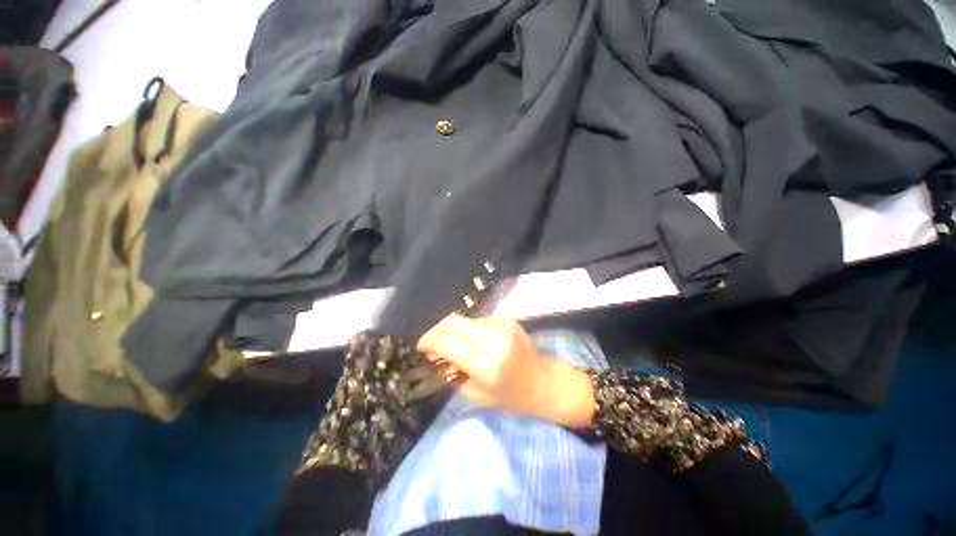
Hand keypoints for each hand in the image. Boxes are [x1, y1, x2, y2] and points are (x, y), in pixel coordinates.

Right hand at [418, 314, 595, 427]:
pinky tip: (470, 342)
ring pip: (465, 319)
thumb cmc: (510, 397)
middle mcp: (496, 340)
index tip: (421, 347)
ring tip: (450, 345)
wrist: (542, 382)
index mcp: (488, 365)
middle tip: (430, 343)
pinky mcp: (507, 320)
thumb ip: (453, 373)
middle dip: (436, 330)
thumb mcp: (476, 395)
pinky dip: (467, 330)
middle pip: (454, 322)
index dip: (429, 341)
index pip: (449, 343)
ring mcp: (503, 326)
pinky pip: (478, 321)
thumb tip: (435, 355)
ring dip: (452, 330)